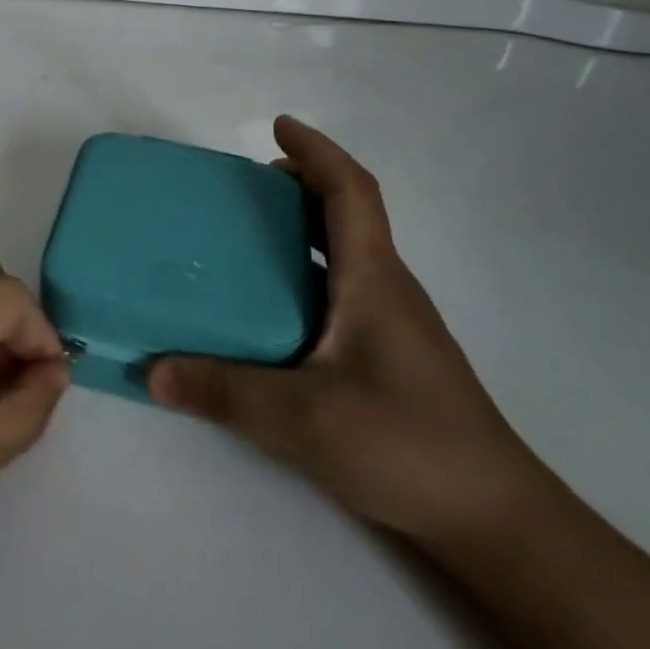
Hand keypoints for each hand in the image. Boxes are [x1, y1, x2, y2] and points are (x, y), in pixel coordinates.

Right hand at [149, 117, 541, 549]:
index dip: (316, 152)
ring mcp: (390, 325)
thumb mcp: (305, 418)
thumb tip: (153, 370)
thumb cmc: (409, 445)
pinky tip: (268, 311)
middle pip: (346, 214)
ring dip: (300, 231)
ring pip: (342, 254)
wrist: (496, 523)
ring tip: (241, 240)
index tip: (278, 125)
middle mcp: (385, 289)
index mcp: (373, 279)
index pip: (351, 191)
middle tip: (241, 189)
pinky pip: (337, 291)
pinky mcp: (386, 357)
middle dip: (299, 185)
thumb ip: (226, 391)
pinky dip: (303, 275)